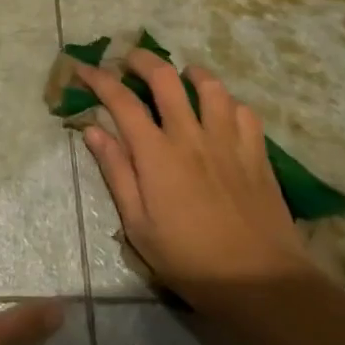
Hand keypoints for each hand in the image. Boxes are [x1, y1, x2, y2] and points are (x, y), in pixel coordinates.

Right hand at [76, 51, 313, 305]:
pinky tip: (220, 112)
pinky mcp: (257, 153)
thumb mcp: (138, 225)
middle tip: (129, 61)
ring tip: (181, 77)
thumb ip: (116, 172)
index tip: (83, 68)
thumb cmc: (190, 259)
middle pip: (165, 77)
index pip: (121, 100)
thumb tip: (93, 130)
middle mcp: (191, 136)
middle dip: (142, 60)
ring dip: (190, 74)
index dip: (98, 78)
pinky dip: (227, 103)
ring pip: (210, 86)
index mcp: (156, 154)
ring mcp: (228, 141)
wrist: (261, 283)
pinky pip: (243, 111)